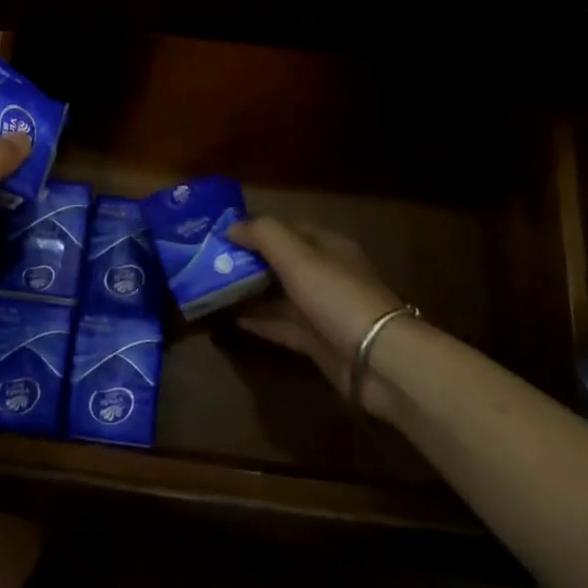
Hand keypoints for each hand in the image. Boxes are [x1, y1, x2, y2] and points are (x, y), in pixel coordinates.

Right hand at [226, 218, 417, 421]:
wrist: (377, 359)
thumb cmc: (336, 297)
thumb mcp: (298, 256)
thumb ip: (264, 235)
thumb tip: (231, 227)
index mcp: (327, 247)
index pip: (287, 229)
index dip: (256, 229)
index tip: (221, 235)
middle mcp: (325, 274)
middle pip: (281, 262)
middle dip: (249, 261)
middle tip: (211, 263)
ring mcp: (322, 310)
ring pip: (279, 295)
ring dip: (250, 293)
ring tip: (214, 290)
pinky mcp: (317, 341)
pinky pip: (281, 326)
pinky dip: (259, 322)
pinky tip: (232, 320)